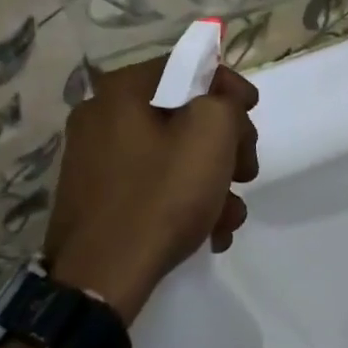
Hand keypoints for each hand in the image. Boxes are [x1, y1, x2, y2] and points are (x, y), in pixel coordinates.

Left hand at [43, 57, 258, 322]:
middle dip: (225, 143)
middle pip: (182, 113)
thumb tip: (222, 99)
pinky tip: (209, 233)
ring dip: (210, 179)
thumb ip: (225, 101)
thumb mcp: (211, 135)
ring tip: (231, 217)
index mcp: (122, 89)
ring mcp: (94, 158)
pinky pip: (150, 183)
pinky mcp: (96, 197)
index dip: (229, 86)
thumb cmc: (160, 196)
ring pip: (170, 154)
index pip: (187, 67)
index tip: (254, 113)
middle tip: (247, 172)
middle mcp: (101, 115)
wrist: (99, 279)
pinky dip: (182, 200)